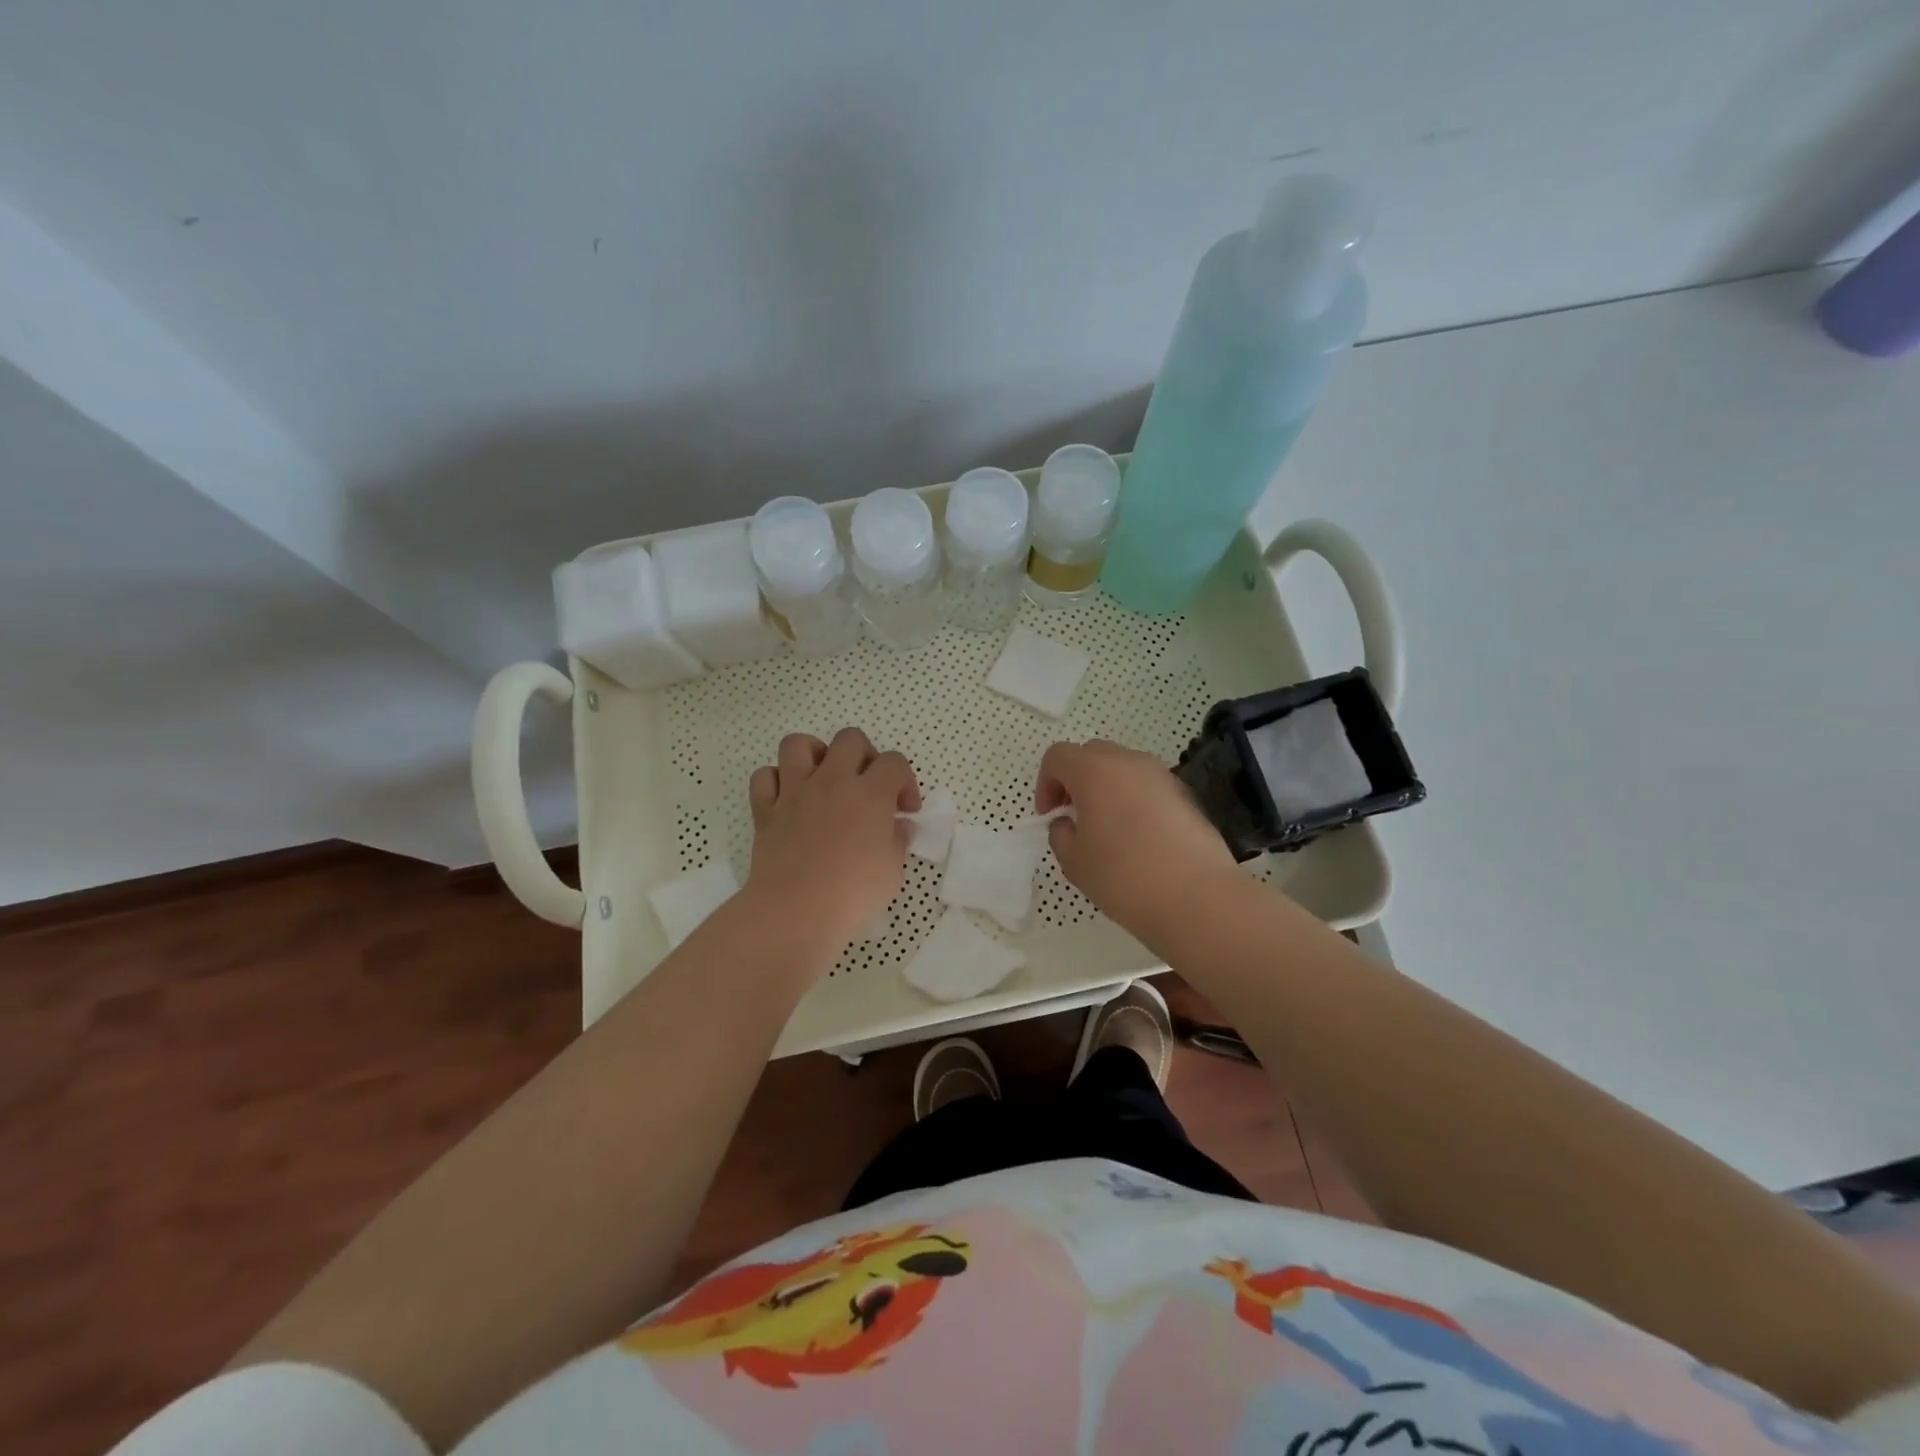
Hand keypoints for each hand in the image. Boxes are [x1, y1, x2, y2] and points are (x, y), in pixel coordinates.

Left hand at [744, 727, 919, 959]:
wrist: (795, 911)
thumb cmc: (853, 893)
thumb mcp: (892, 870)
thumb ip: (897, 840)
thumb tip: (898, 826)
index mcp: (871, 793)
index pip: (894, 762)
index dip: (905, 781)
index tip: (904, 810)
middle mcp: (833, 781)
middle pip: (850, 739)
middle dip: (865, 755)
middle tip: (867, 786)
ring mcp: (795, 792)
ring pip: (798, 744)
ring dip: (814, 753)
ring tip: (823, 777)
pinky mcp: (765, 810)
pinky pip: (764, 777)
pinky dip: (776, 781)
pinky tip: (788, 799)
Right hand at [1036, 738, 1237, 951]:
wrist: (1198, 898)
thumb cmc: (1124, 877)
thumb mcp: (1074, 862)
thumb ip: (1060, 834)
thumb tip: (1068, 823)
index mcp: (1095, 771)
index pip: (1058, 756)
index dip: (1045, 783)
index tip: (1050, 817)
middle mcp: (1130, 762)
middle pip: (1092, 755)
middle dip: (1076, 781)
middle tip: (1075, 818)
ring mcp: (1163, 776)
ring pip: (1123, 769)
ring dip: (1107, 790)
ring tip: (1108, 831)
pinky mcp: (1186, 796)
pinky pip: (1149, 788)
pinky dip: (1135, 802)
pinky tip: (1140, 841)